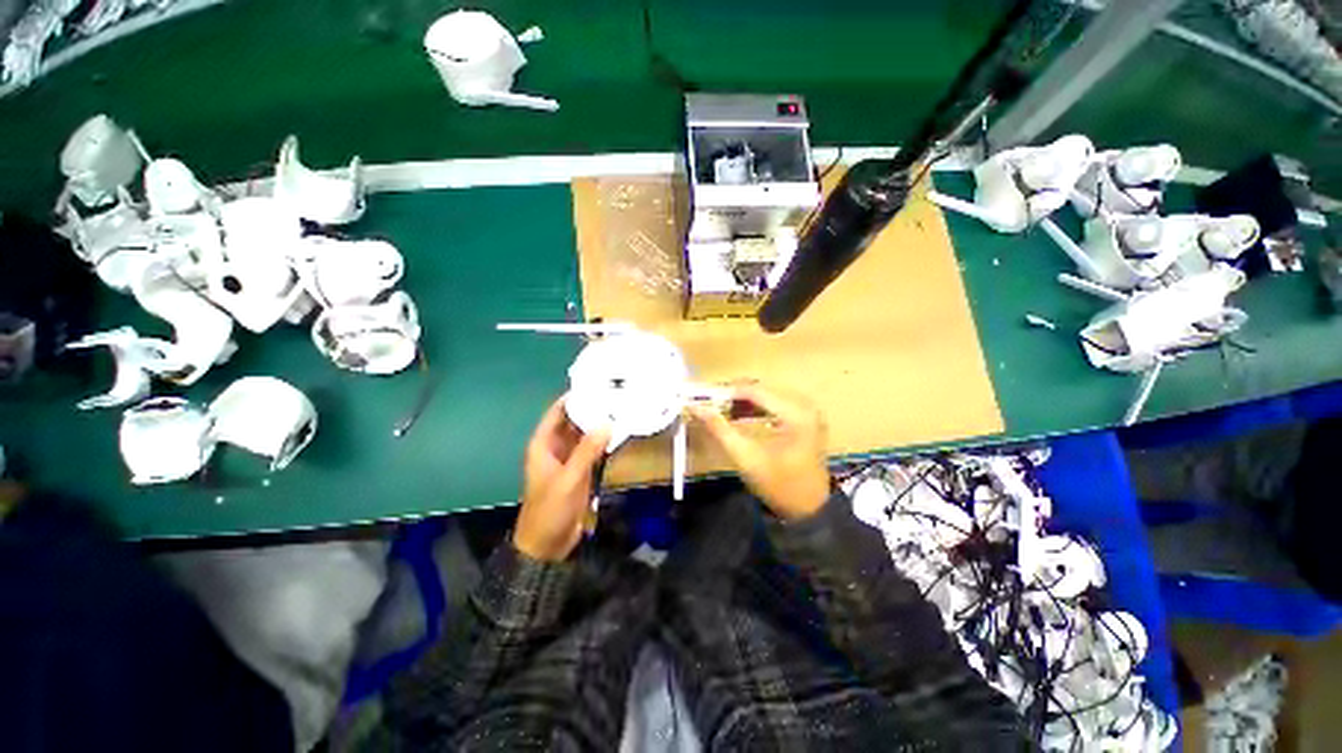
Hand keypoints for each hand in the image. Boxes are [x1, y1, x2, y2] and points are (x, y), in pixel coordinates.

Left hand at [514, 397, 609, 561]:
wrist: (547, 545)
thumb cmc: (550, 509)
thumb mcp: (569, 478)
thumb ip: (587, 451)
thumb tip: (606, 423)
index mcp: (544, 445)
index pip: (557, 413)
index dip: (573, 398)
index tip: (595, 384)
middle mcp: (556, 447)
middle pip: (574, 421)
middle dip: (591, 409)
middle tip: (615, 395)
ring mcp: (570, 459)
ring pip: (585, 435)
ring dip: (600, 425)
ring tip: (621, 409)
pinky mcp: (582, 470)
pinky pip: (594, 450)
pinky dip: (604, 442)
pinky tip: (620, 433)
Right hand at [687, 383, 830, 520]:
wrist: (808, 510)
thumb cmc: (778, 485)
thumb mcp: (745, 457)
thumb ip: (719, 429)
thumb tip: (695, 407)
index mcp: (796, 413)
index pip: (755, 391)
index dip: (726, 392)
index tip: (702, 397)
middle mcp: (805, 405)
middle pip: (761, 390)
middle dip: (733, 396)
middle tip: (709, 405)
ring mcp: (807, 411)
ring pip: (766, 395)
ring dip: (742, 402)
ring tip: (720, 411)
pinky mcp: (804, 418)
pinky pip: (775, 403)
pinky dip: (755, 408)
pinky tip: (739, 416)